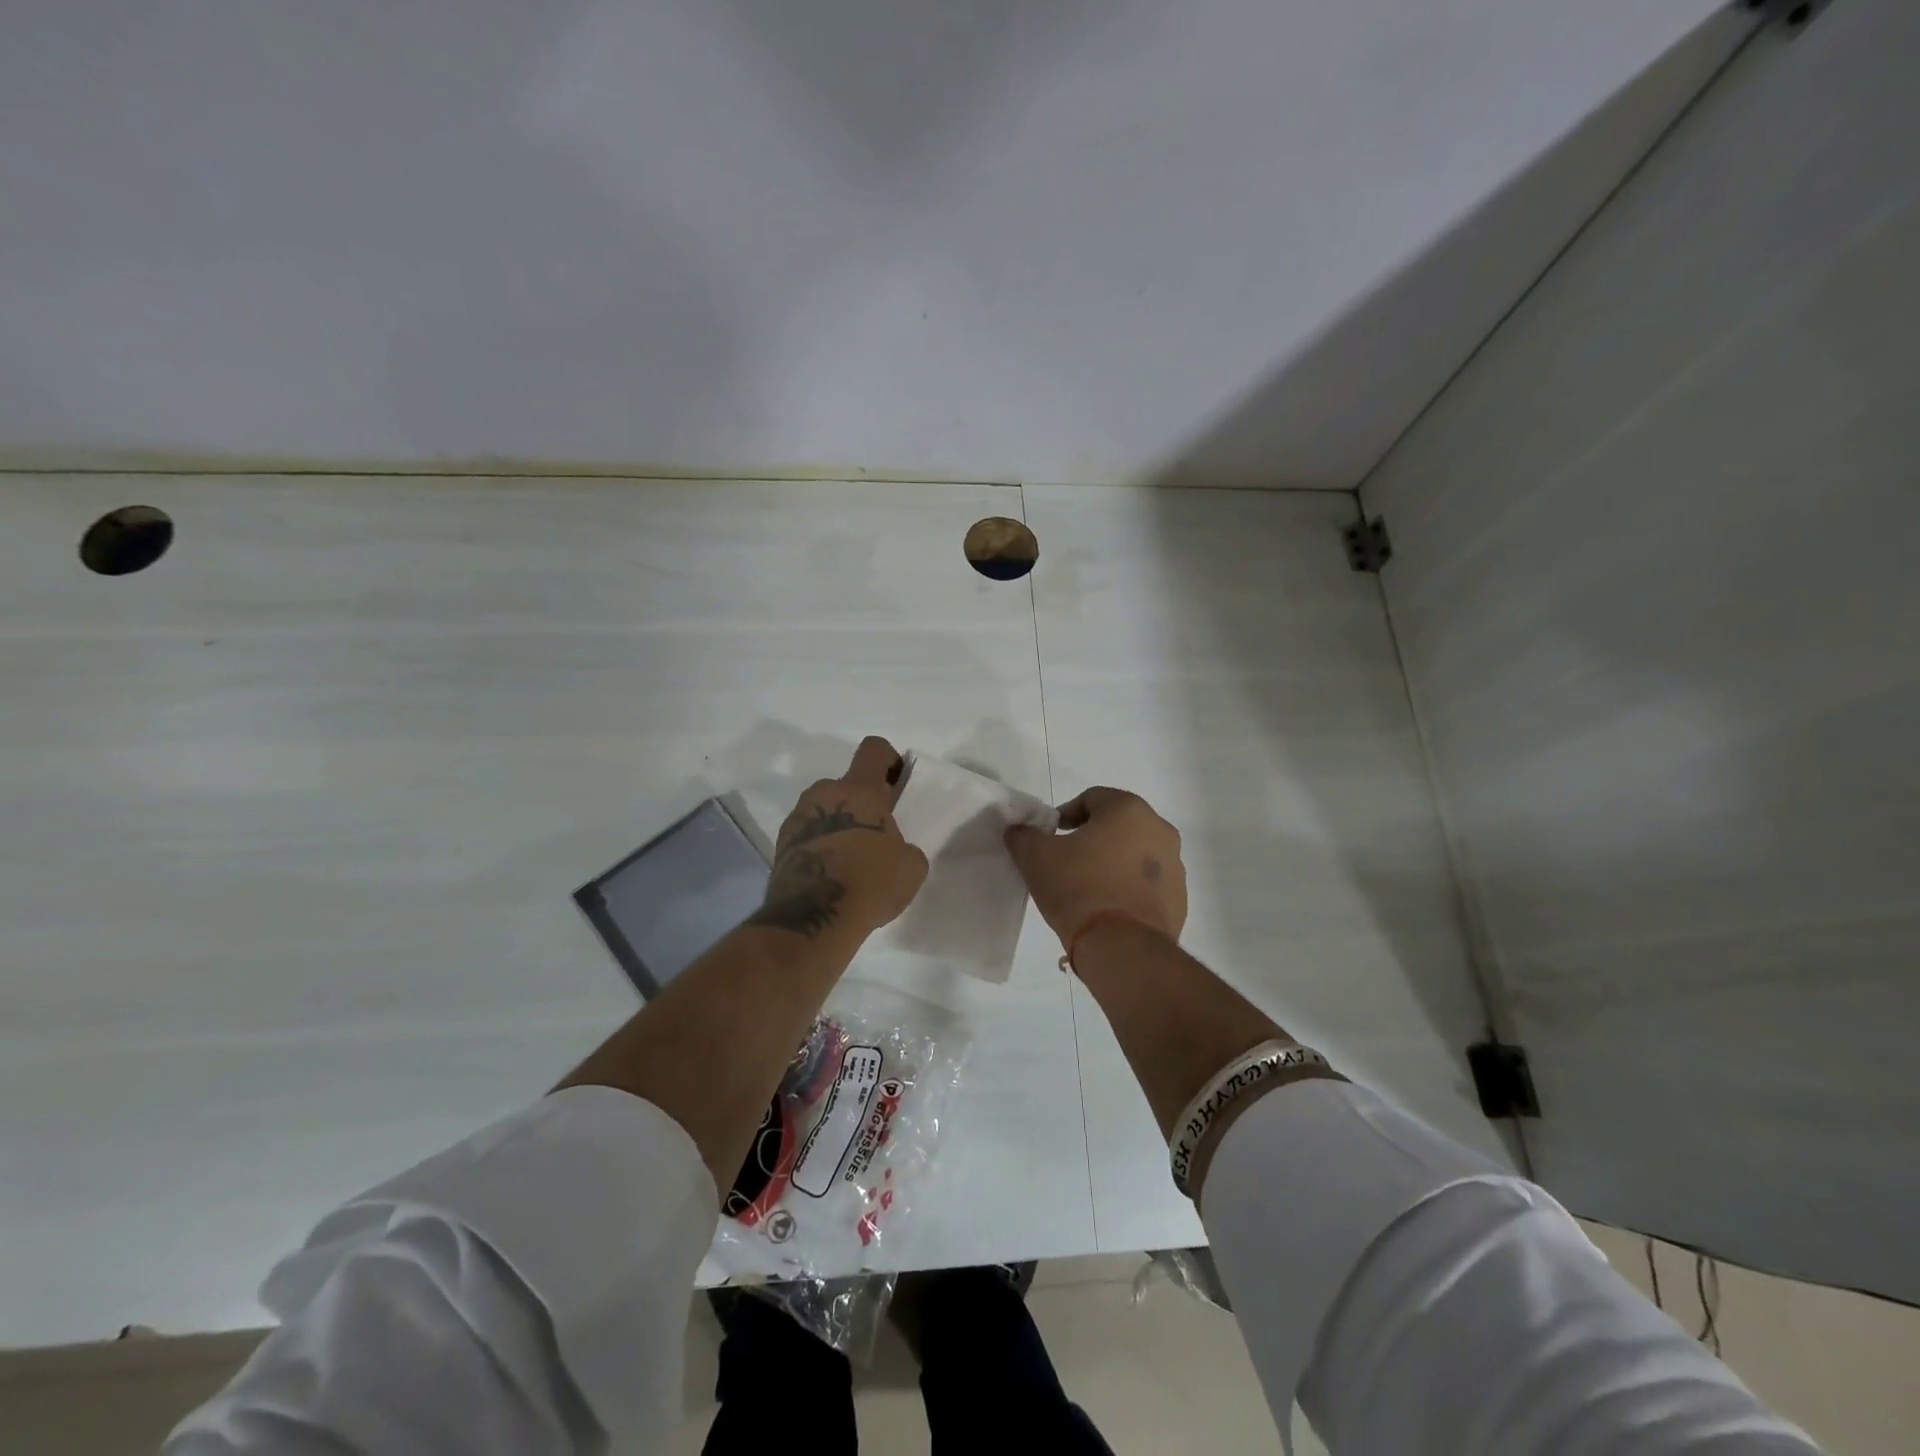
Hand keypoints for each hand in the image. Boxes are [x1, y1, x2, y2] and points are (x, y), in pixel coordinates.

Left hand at [748, 737, 929, 940]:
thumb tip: (892, 850)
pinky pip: (808, 834)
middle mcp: (823, 793)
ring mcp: (797, 818)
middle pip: (846, 785)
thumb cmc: (869, 881)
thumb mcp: (910, 867)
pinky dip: (820, 845)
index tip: (896, 784)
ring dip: (838, 824)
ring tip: (852, 860)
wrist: (813, 919)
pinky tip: (832, 875)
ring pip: (825, 809)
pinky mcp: (781, 845)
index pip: (873, 749)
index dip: (888, 759)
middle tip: (876, 835)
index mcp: (859, 789)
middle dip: (862, 803)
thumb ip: (905, 847)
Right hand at [1004, 787, 1187, 948]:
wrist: (1121, 948)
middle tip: (1067, 860)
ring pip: (1135, 854)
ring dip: (1113, 862)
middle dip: (1092, 838)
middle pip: (1117, 825)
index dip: (1066, 815)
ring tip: (1087, 887)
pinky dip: (1129, 888)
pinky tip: (1108, 908)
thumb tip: (1019, 830)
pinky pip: (1147, 884)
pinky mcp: (1179, 900)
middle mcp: (1159, 830)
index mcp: (1129, 810)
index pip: (1092, 798)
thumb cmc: (1078, 888)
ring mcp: (1175, 866)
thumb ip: (1024, 836)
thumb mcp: (1036, 858)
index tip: (1050, 838)